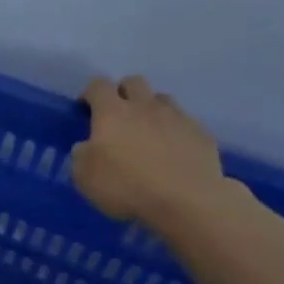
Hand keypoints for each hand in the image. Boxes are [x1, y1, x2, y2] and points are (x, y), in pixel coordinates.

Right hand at [71, 75, 229, 229]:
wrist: (186, 201)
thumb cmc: (126, 186)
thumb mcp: (84, 177)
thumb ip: (82, 155)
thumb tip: (87, 146)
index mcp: (112, 113)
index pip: (98, 86)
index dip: (90, 93)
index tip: (85, 109)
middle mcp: (145, 107)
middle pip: (133, 82)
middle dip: (122, 93)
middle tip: (116, 117)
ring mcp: (177, 117)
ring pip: (161, 100)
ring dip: (150, 110)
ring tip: (146, 134)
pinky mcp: (201, 133)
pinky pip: (183, 123)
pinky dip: (173, 131)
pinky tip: (171, 153)